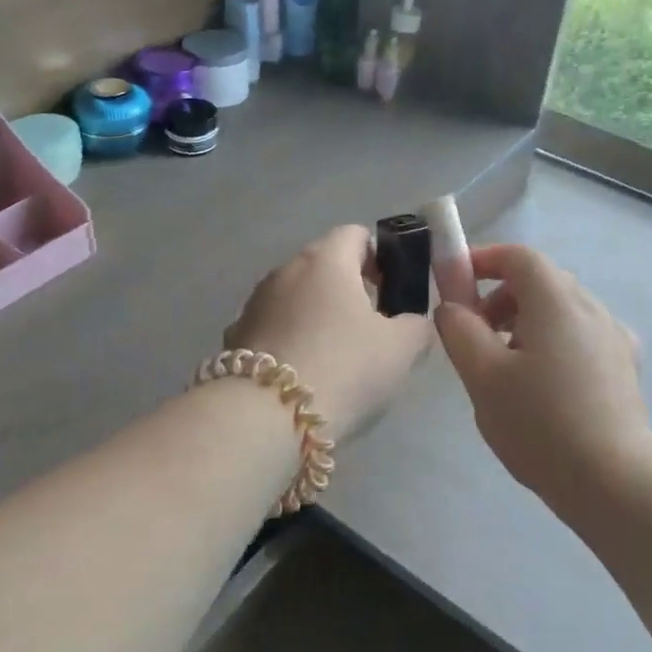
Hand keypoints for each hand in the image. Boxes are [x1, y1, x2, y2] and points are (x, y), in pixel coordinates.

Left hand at [223, 225, 432, 440]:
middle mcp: (285, 270)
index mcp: (326, 260)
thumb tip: (412, 323)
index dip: (379, 257)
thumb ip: (416, 326)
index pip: (355, 235)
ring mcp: (254, 303)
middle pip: (322, 265)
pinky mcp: (235, 337)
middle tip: (370, 329)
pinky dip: (289, 341)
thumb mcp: (401, 349)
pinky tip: (301, 375)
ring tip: (335, 357)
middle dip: (347, 289)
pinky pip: (273, 328)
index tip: (391, 291)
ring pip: (295, 297)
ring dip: (315, 315)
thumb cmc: (344, 368)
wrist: (266, 417)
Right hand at [435, 244, 651, 508]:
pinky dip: (554, 342)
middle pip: (541, 281)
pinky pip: (581, 336)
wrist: (613, 481)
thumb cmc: (539, 424)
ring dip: (526, 321)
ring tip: (506, 367)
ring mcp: (614, 337)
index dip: (484, 260)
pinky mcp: (625, 366)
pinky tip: (545, 385)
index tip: (457, 284)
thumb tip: (452, 306)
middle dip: (501, 296)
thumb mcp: (483, 376)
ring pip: (561, 310)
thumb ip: (460, 330)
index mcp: (557, 302)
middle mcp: (591, 308)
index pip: (519, 257)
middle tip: (476, 334)